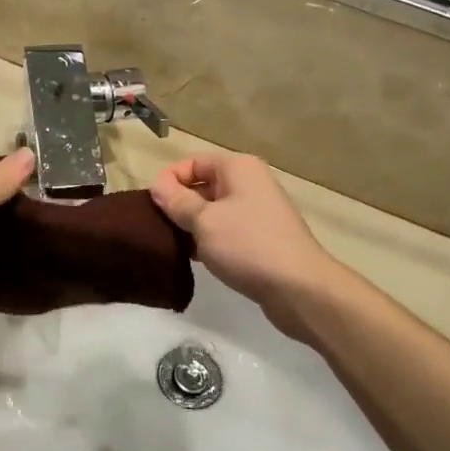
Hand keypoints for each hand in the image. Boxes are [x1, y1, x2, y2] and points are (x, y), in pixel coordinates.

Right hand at [148, 153, 342, 335]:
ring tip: (173, 244)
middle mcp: (251, 183)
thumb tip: (157, 186)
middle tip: (158, 227)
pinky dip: (210, 240)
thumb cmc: (247, 245)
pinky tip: (195, 258)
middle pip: (204, 185)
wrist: (298, 288)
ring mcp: (258, 211)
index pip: (193, 162)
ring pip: (214, 210)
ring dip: (193, 225)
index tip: (151, 206)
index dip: (170, 180)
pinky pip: (227, 230)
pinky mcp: (262, 238)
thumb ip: (177, 201)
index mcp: (238, 168)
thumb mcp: (203, 221)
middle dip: (179, 204)